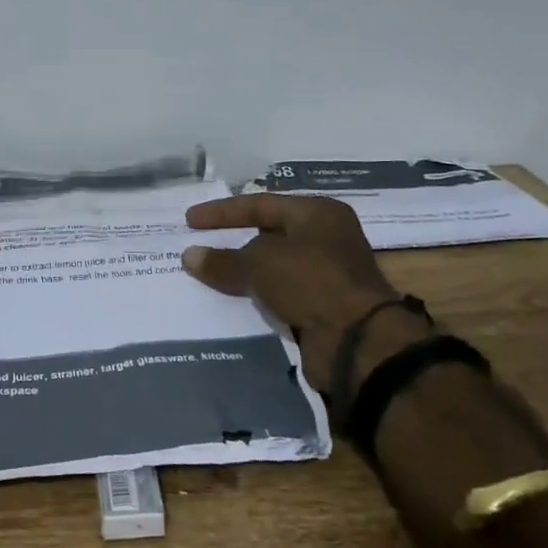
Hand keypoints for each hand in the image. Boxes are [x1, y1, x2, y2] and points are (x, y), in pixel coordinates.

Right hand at [181, 194, 418, 395]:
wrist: (358, 342)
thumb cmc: (311, 282)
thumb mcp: (260, 264)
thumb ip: (223, 260)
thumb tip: (189, 256)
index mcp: (318, 213)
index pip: (261, 204)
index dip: (223, 212)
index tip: (190, 221)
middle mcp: (326, 238)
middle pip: (269, 234)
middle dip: (233, 241)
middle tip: (200, 245)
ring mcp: (327, 273)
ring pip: (274, 266)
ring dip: (244, 272)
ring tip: (208, 275)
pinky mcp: (323, 305)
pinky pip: (280, 293)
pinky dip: (257, 295)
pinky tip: (232, 299)